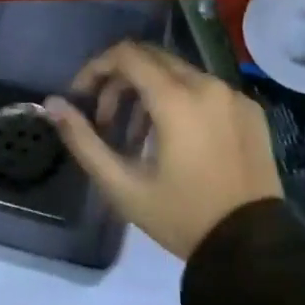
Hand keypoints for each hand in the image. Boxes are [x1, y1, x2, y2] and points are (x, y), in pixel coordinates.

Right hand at [46, 41, 283, 260]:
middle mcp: (208, 84)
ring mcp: (233, 94)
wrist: (253, 250)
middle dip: (120, 81)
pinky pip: (206, 89)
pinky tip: (176, 141)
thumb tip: (52, 104)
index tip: (81, 96)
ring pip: (179, 72)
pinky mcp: (250, 109)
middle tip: (105, 119)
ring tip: (137, 137)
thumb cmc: (183, 218)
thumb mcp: (124, 187)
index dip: (97, 67)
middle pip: (152, 58)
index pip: (127, 54)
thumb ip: (84, 141)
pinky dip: (182, 101)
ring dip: (150, 92)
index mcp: (177, 98)